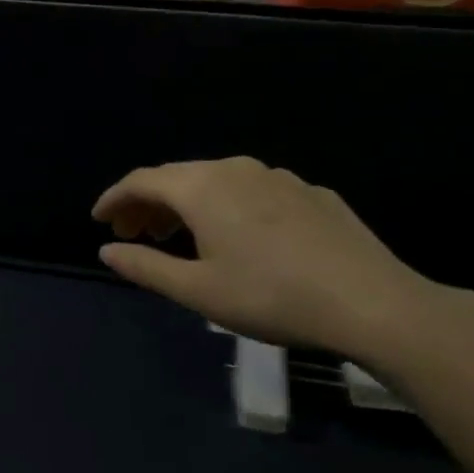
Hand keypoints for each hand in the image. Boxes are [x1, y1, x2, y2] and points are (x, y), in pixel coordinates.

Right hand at [92, 157, 437, 359]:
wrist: (375, 303)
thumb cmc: (271, 296)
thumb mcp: (197, 291)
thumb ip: (145, 267)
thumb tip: (106, 252)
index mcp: (202, 188)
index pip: (142, 180)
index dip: (114, 198)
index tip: (99, 220)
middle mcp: (235, 169)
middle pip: (177, 177)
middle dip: (148, 202)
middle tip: (133, 233)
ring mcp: (279, 177)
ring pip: (216, 181)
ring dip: (186, 204)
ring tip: (178, 236)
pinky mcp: (312, 193)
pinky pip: (252, 191)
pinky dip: (227, 206)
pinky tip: (239, 237)